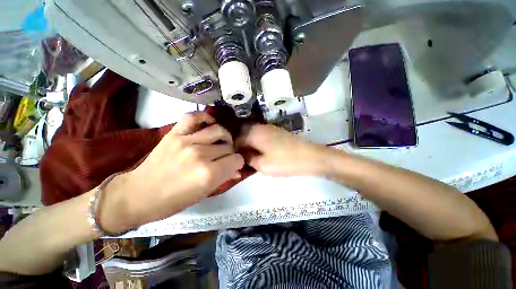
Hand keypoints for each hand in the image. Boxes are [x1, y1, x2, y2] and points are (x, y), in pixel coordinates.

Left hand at [99, 112, 243, 232]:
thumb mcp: (203, 193)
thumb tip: (238, 170)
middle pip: (228, 147)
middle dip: (230, 153)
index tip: (233, 166)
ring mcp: (186, 142)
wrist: (139, 194)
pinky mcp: (174, 134)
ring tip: (220, 141)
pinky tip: (209, 123)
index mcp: (209, 174)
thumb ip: (224, 178)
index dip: (238, 163)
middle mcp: (201, 155)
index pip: (237, 160)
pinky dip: (204, 117)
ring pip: (218, 131)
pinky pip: (193, 117)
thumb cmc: (173, 201)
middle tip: (224, 157)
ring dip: (224, 137)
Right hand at [237, 124, 330, 176]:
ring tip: (251, 155)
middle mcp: (260, 127)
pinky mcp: (277, 131)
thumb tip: (242, 156)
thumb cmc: (285, 162)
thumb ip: (249, 159)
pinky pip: (261, 134)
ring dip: (249, 143)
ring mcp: (270, 128)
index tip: (235, 159)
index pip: (237, 139)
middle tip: (243, 157)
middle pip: (244, 134)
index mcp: (255, 134)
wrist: (310, 156)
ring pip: (253, 133)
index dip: (234, 149)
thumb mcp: (263, 165)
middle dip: (241, 145)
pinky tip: (261, 151)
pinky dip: (257, 141)